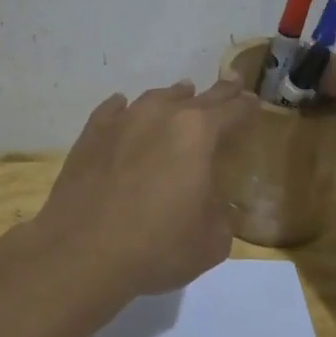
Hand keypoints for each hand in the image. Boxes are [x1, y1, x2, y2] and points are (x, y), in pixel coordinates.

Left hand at [30, 76, 256, 299]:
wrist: (82, 253)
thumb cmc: (157, 247)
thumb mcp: (211, 241)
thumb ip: (221, 214)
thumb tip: (216, 204)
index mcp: (198, 134)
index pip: (231, 112)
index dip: (246, 107)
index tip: (253, 102)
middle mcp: (160, 116)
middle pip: (196, 98)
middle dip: (217, 93)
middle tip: (231, 83)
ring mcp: (121, 122)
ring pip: (154, 99)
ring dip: (172, 97)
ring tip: (181, 94)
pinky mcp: (90, 135)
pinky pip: (112, 111)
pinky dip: (123, 108)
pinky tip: (123, 107)